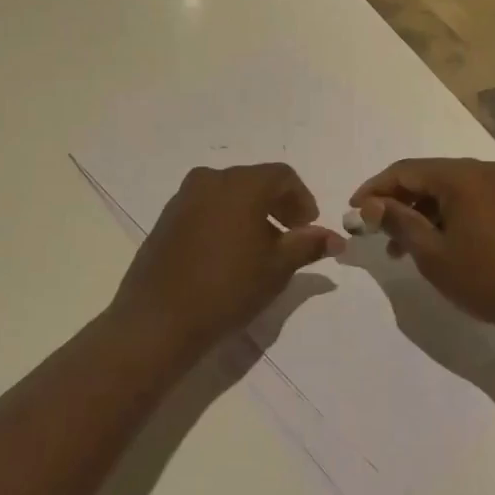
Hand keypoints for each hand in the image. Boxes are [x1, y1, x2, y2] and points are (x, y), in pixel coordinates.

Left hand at [113, 163, 342, 356]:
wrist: (158, 319)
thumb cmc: (227, 289)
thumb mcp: (276, 269)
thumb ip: (307, 245)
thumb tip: (335, 238)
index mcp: (241, 184)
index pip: (282, 175)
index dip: (301, 199)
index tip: (308, 227)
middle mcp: (211, 179)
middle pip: (254, 181)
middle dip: (277, 204)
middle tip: (290, 237)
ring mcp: (184, 197)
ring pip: (229, 193)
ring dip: (251, 212)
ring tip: (260, 249)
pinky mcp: (167, 217)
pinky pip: (206, 207)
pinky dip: (225, 219)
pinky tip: (228, 254)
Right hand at [351, 158, 494, 341]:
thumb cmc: (490, 279)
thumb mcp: (434, 254)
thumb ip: (399, 223)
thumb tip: (370, 205)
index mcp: (461, 176)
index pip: (404, 171)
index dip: (374, 189)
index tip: (353, 212)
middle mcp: (482, 170)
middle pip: (426, 177)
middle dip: (397, 202)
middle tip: (375, 233)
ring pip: (447, 190)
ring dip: (420, 212)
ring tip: (401, 248)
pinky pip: (467, 200)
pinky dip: (445, 216)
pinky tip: (436, 244)